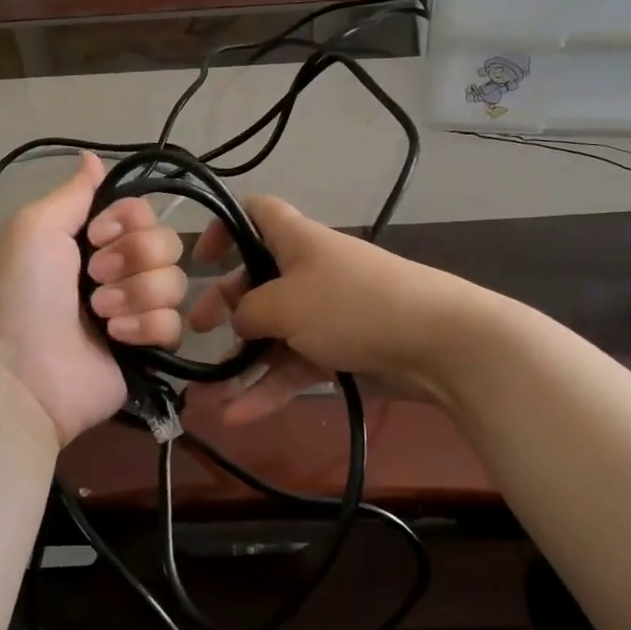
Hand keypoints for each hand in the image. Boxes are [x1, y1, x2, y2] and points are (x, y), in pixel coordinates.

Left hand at [0, 152, 186, 446]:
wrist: (20, 374)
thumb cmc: (20, 294)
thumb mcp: (34, 228)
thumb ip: (73, 193)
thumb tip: (92, 156)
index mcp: (89, 241)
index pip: (142, 212)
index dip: (128, 221)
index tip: (96, 236)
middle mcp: (116, 271)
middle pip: (166, 243)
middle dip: (133, 259)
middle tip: (93, 279)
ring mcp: (134, 312)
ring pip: (174, 282)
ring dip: (135, 295)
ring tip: (100, 315)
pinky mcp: (149, 349)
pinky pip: (175, 324)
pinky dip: (145, 328)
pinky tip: (116, 339)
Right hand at [188, 196, 481, 424]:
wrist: (434, 341)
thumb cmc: (348, 305)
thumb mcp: (283, 303)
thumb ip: (248, 311)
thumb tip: (239, 322)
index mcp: (295, 239)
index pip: (256, 213)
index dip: (225, 226)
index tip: (200, 259)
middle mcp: (308, 270)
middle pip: (257, 280)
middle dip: (225, 305)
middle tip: (196, 330)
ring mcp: (326, 312)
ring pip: (274, 332)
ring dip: (242, 363)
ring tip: (208, 398)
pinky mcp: (342, 349)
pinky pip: (295, 365)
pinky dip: (269, 388)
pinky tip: (238, 416)